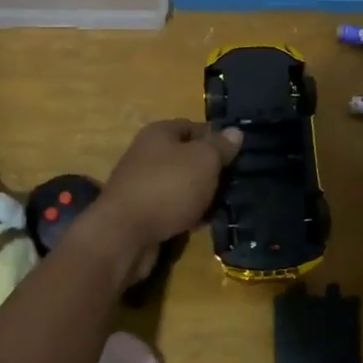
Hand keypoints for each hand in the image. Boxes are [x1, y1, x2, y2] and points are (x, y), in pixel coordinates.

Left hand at [91, 119, 243, 253]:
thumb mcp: (203, 160)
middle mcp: (147, 154)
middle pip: (188, 157)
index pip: (193, 126)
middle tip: (235, 183)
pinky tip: (202, 224)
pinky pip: (172, 208)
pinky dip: (187, 214)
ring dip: (201, 195)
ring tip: (223, 205)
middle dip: (211, 170)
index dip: (216, 138)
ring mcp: (142, 185)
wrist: (124, 236)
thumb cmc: (168, 187)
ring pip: (182, 185)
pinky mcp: (142, 213)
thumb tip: (235, 131)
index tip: (238, 155)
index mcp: (159, 133)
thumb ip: (221, 146)